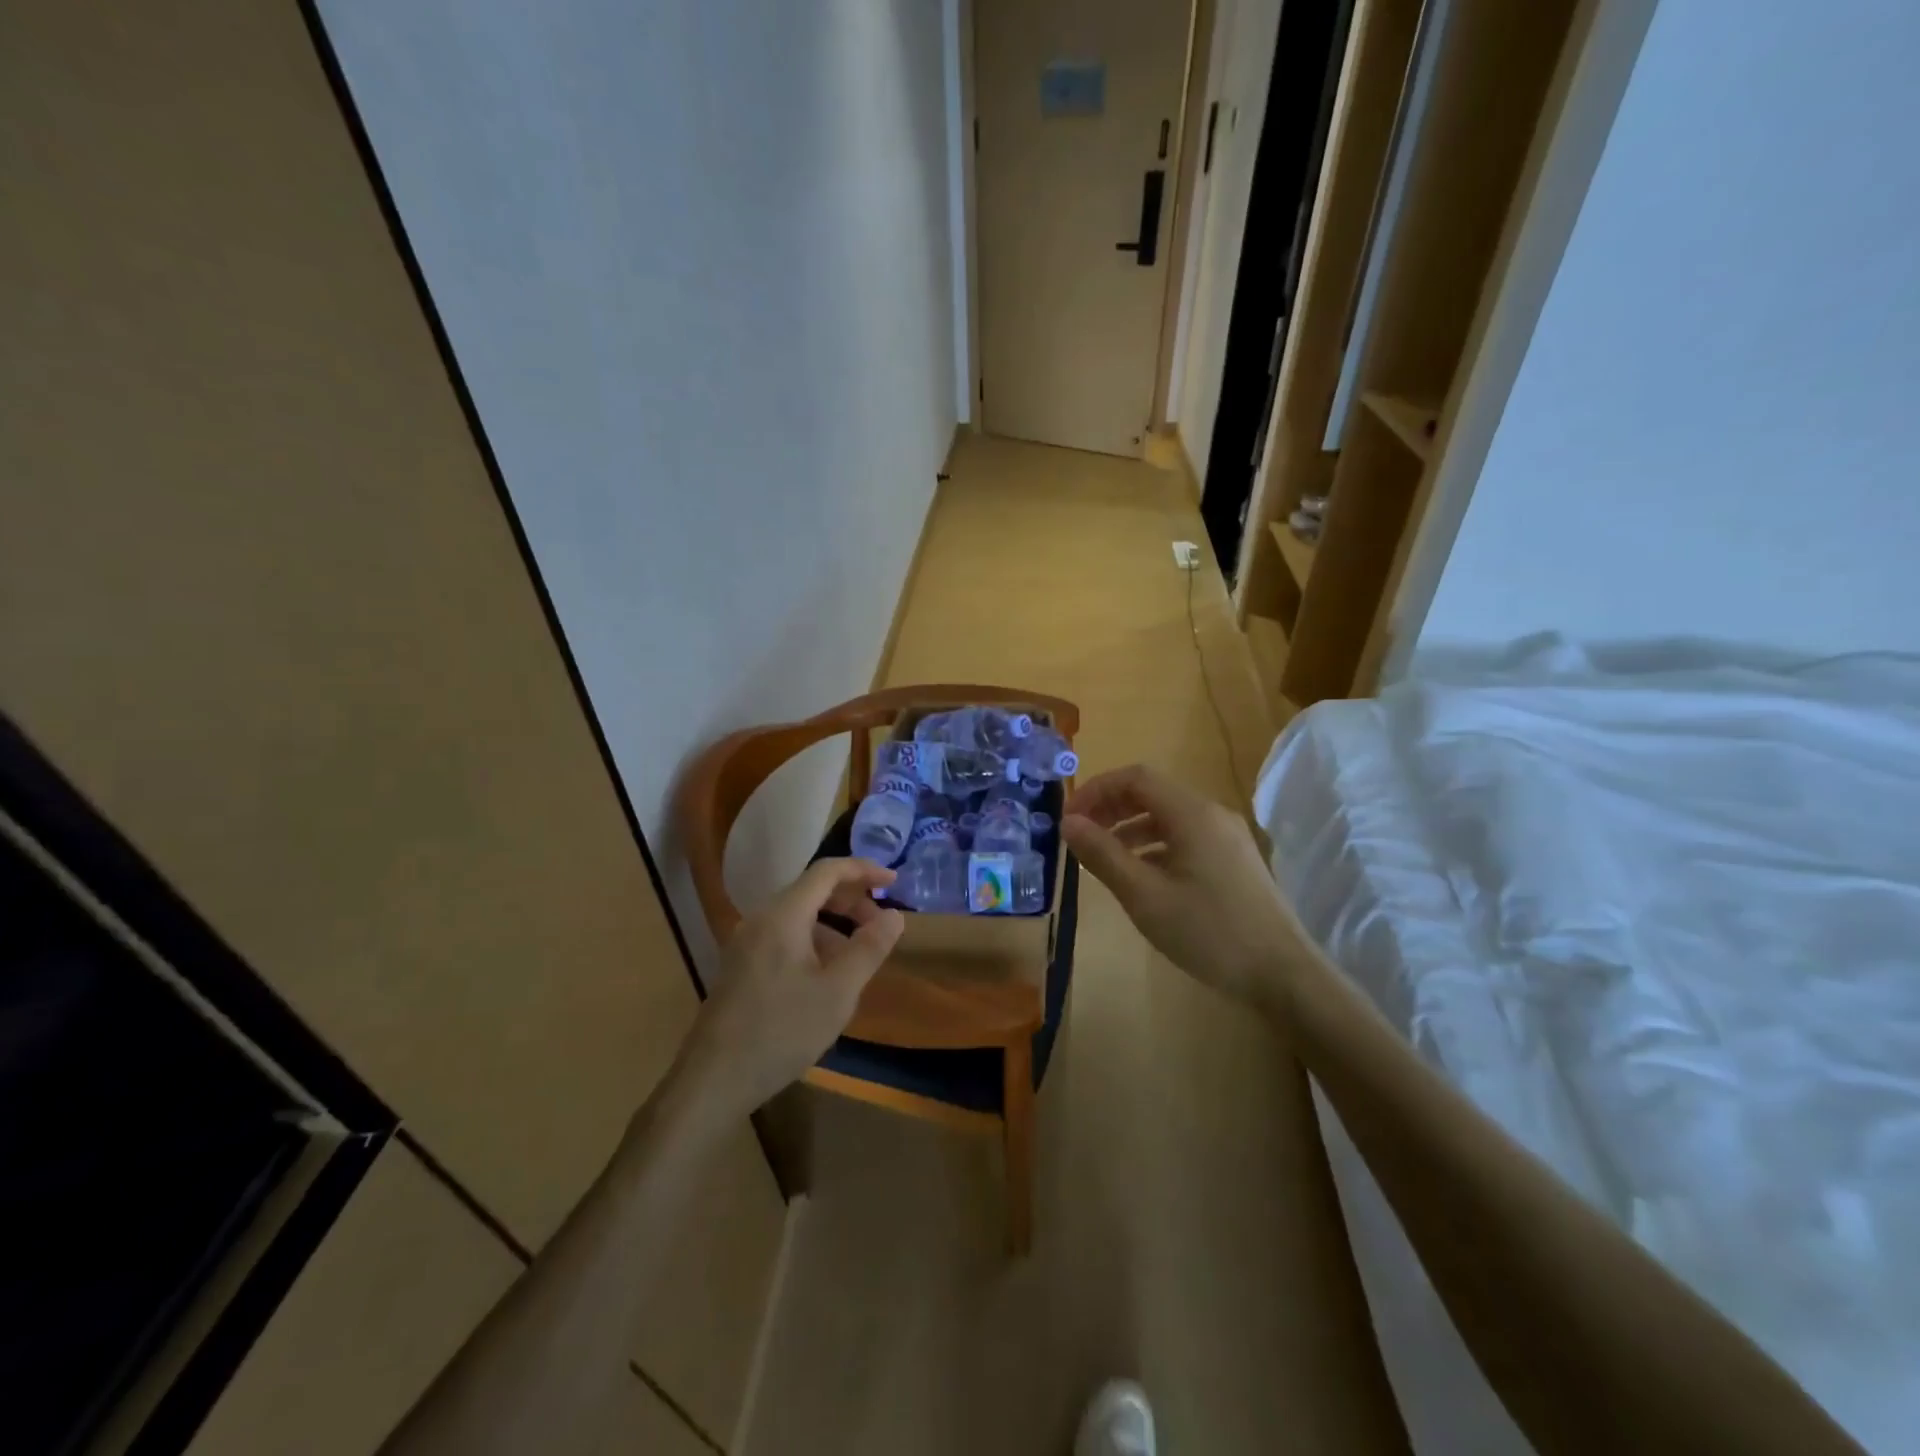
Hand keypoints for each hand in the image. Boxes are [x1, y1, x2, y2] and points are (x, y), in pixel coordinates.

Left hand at [677, 859, 904, 1117]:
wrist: (713, 1080)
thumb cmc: (781, 1031)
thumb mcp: (838, 992)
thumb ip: (869, 948)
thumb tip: (894, 915)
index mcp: (783, 915)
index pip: (827, 871)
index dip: (864, 870)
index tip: (894, 884)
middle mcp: (760, 919)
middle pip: (811, 890)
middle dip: (851, 900)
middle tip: (880, 924)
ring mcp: (746, 942)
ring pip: (798, 915)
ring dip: (833, 923)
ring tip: (858, 955)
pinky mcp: (740, 966)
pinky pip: (783, 935)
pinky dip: (813, 941)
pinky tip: (825, 976)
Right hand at [1062, 764, 1299, 1006]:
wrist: (1283, 975)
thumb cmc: (1209, 932)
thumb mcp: (1145, 896)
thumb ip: (1103, 855)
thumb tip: (1068, 822)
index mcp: (1192, 814)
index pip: (1135, 777)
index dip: (1096, 790)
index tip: (1069, 818)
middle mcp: (1211, 814)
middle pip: (1152, 793)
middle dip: (1110, 808)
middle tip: (1079, 836)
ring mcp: (1226, 837)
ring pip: (1168, 817)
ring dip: (1129, 828)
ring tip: (1101, 858)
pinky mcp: (1233, 860)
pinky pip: (1184, 838)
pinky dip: (1153, 846)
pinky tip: (1138, 876)